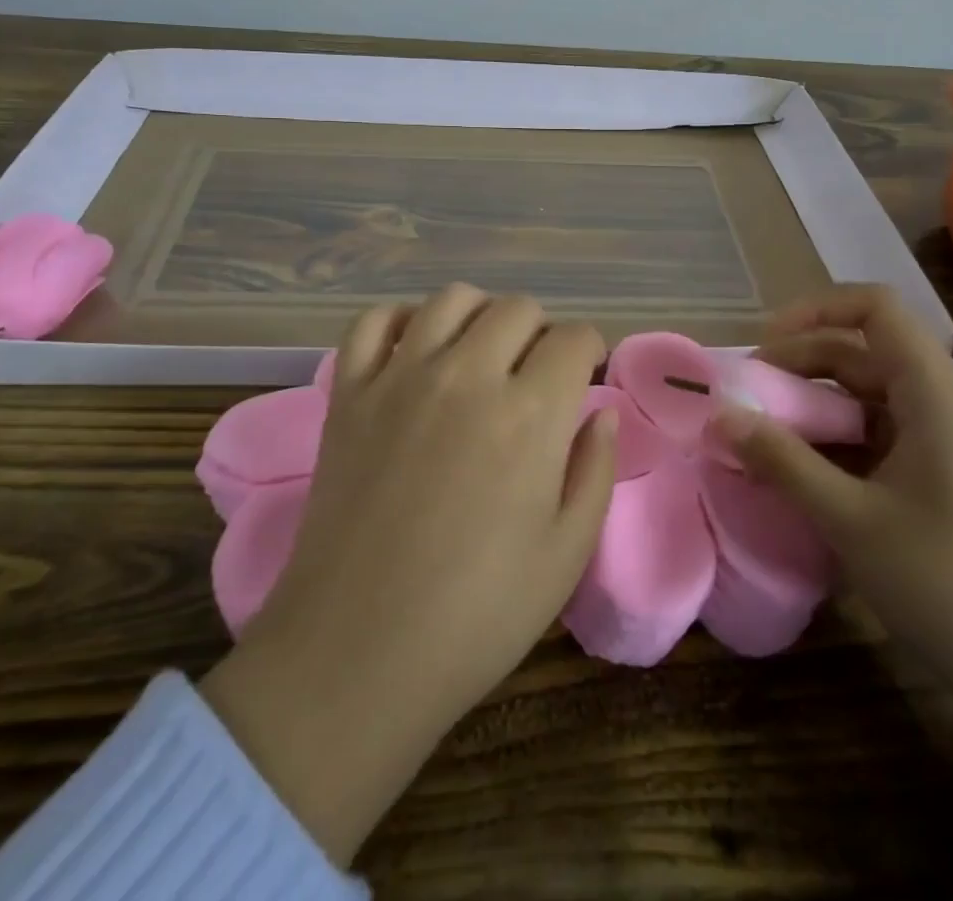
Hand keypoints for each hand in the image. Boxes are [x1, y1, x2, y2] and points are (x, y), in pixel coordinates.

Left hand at [198, 285, 616, 860]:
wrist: (357, 654)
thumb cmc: (477, 615)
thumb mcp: (566, 554)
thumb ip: (596, 469)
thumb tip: (603, 412)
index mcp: (530, 414)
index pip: (574, 338)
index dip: (589, 351)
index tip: (584, 376)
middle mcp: (467, 375)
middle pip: (517, 308)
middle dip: (540, 332)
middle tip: (535, 375)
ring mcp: (400, 376)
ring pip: (451, 299)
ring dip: (479, 316)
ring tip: (481, 355)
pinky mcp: (349, 392)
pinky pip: (374, 321)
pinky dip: (401, 321)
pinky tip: (415, 352)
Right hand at [712, 285, 952, 758]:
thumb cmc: (946, 585)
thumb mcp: (850, 520)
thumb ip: (782, 460)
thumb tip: (721, 415)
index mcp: (935, 396)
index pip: (876, 309)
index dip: (816, 310)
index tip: (765, 343)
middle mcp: (943, 403)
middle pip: (864, 350)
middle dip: (801, 360)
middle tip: (749, 393)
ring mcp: (945, 439)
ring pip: (868, 391)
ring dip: (814, 401)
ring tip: (764, 428)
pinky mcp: (941, 471)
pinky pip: (879, 429)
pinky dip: (836, 434)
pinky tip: (801, 463)